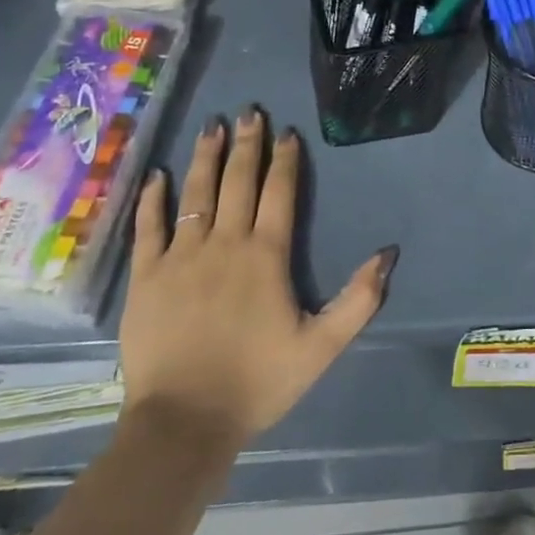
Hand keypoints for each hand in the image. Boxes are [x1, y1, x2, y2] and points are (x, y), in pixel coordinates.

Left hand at [120, 108, 396, 446]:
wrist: (183, 424)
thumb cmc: (257, 382)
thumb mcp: (321, 347)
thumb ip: (358, 299)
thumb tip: (388, 253)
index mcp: (266, 254)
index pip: (279, 192)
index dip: (284, 159)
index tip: (287, 132)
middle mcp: (225, 243)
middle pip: (237, 181)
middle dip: (246, 143)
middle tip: (249, 110)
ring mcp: (181, 256)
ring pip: (195, 193)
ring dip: (205, 157)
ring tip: (212, 126)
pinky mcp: (147, 276)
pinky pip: (149, 227)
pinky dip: (153, 199)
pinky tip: (158, 175)